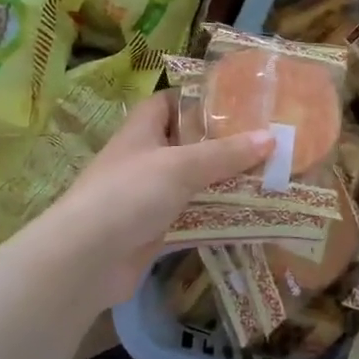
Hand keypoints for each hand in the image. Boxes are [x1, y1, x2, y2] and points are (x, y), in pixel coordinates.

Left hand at [29, 93, 272, 306]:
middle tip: (265, 140)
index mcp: (142, 131)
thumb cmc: (129, 194)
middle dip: (222, 143)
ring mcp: (148, 197)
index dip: (197, 99)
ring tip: (268, 175)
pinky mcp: (155, 230)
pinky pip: (192, 216)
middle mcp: (144, 159)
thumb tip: (272, 137)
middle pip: (186, 143)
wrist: (86, 260)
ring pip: (193, 182)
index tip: (236, 101)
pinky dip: (217, 216)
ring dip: (223, 181)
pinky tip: (250, 215)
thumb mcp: (182, 166)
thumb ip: (226, 153)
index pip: (168, 102)